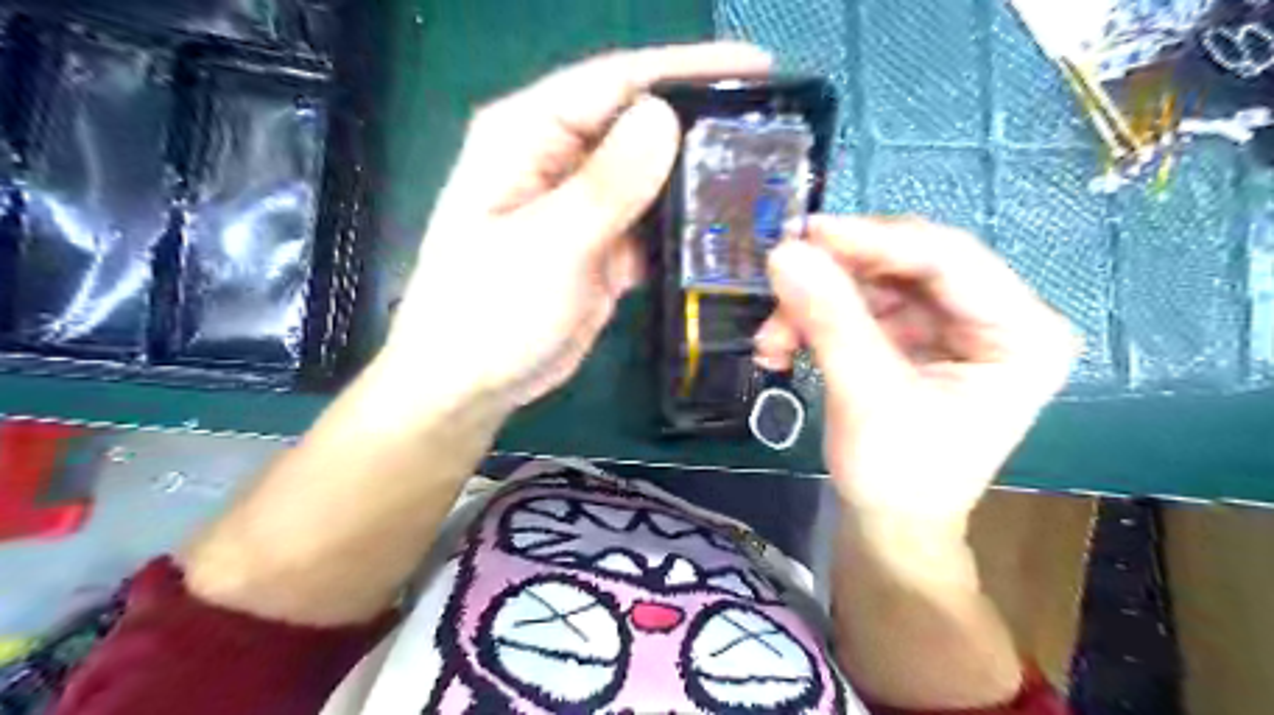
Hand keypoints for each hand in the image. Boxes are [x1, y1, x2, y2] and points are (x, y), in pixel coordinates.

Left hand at [384, 42, 770, 417]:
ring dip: (698, 179)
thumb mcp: (547, 246)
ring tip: (763, 177)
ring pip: (652, 177)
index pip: (614, 81)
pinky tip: (725, 231)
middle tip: (771, 130)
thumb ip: (606, 186)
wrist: (471, 384)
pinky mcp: (602, 247)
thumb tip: (664, 117)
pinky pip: (652, 225)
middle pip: (640, 124)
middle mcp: (558, 160)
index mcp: (528, 135)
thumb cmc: (487, 313)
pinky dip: (684, 228)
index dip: (686, 69)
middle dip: (701, 124)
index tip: (756, 69)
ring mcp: (583, 206)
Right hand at [755, 219, 1072, 534]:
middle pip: (906, 264)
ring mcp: (950, 324)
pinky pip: (858, 306)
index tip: (806, 233)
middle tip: (779, 284)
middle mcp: (994, 316)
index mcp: (1021, 332)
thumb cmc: (899, 476)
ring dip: (815, 305)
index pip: (948, 258)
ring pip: (872, 283)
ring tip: (771, 341)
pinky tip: (782, 346)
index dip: (873, 239)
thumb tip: (785, 252)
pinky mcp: (914, 336)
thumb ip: (829, 320)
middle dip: (834, 279)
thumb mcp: (867, 397)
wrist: (890, 524)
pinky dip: (816, 321)